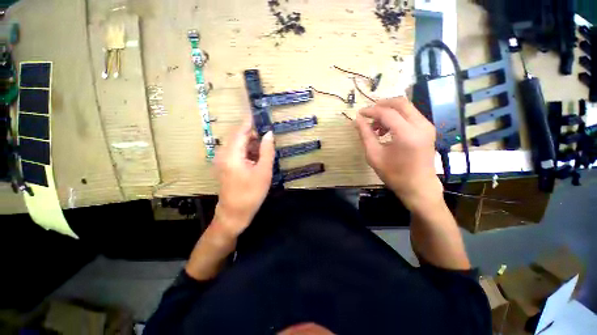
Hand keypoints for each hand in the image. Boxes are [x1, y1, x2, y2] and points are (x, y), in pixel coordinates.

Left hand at [214, 119, 275, 236]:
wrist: (234, 213)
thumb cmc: (251, 194)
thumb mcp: (263, 172)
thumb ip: (266, 151)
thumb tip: (269, 133)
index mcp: (232, 154)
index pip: (241, 130)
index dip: (250, 120)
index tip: (258, 110)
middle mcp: (223, 153)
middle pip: (238, 135)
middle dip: (253, 132)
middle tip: (268, 131)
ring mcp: (222, 159)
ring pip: (238, 143)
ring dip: (251, 142)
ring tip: (265, 144)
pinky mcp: (225, 165)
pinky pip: (236, 151)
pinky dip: (247, 150)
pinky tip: (258, 155)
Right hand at [355, 97, 442, 210]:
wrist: (419, 186)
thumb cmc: (394, 174)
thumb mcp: (374, 155)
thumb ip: (365, 135)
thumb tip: (357, 120)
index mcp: (407, 134)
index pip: (387, 113)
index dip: (371, 111)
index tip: (359, 113)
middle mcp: (421, 125)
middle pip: (400, 103)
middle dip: (382, 104)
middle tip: (368, 113)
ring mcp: (427, 126)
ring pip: (406, 108)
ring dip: (389, 112)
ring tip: (376, 127)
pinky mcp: (428, 129)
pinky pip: (410, 115)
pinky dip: (397, 117)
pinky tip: (387, 130)